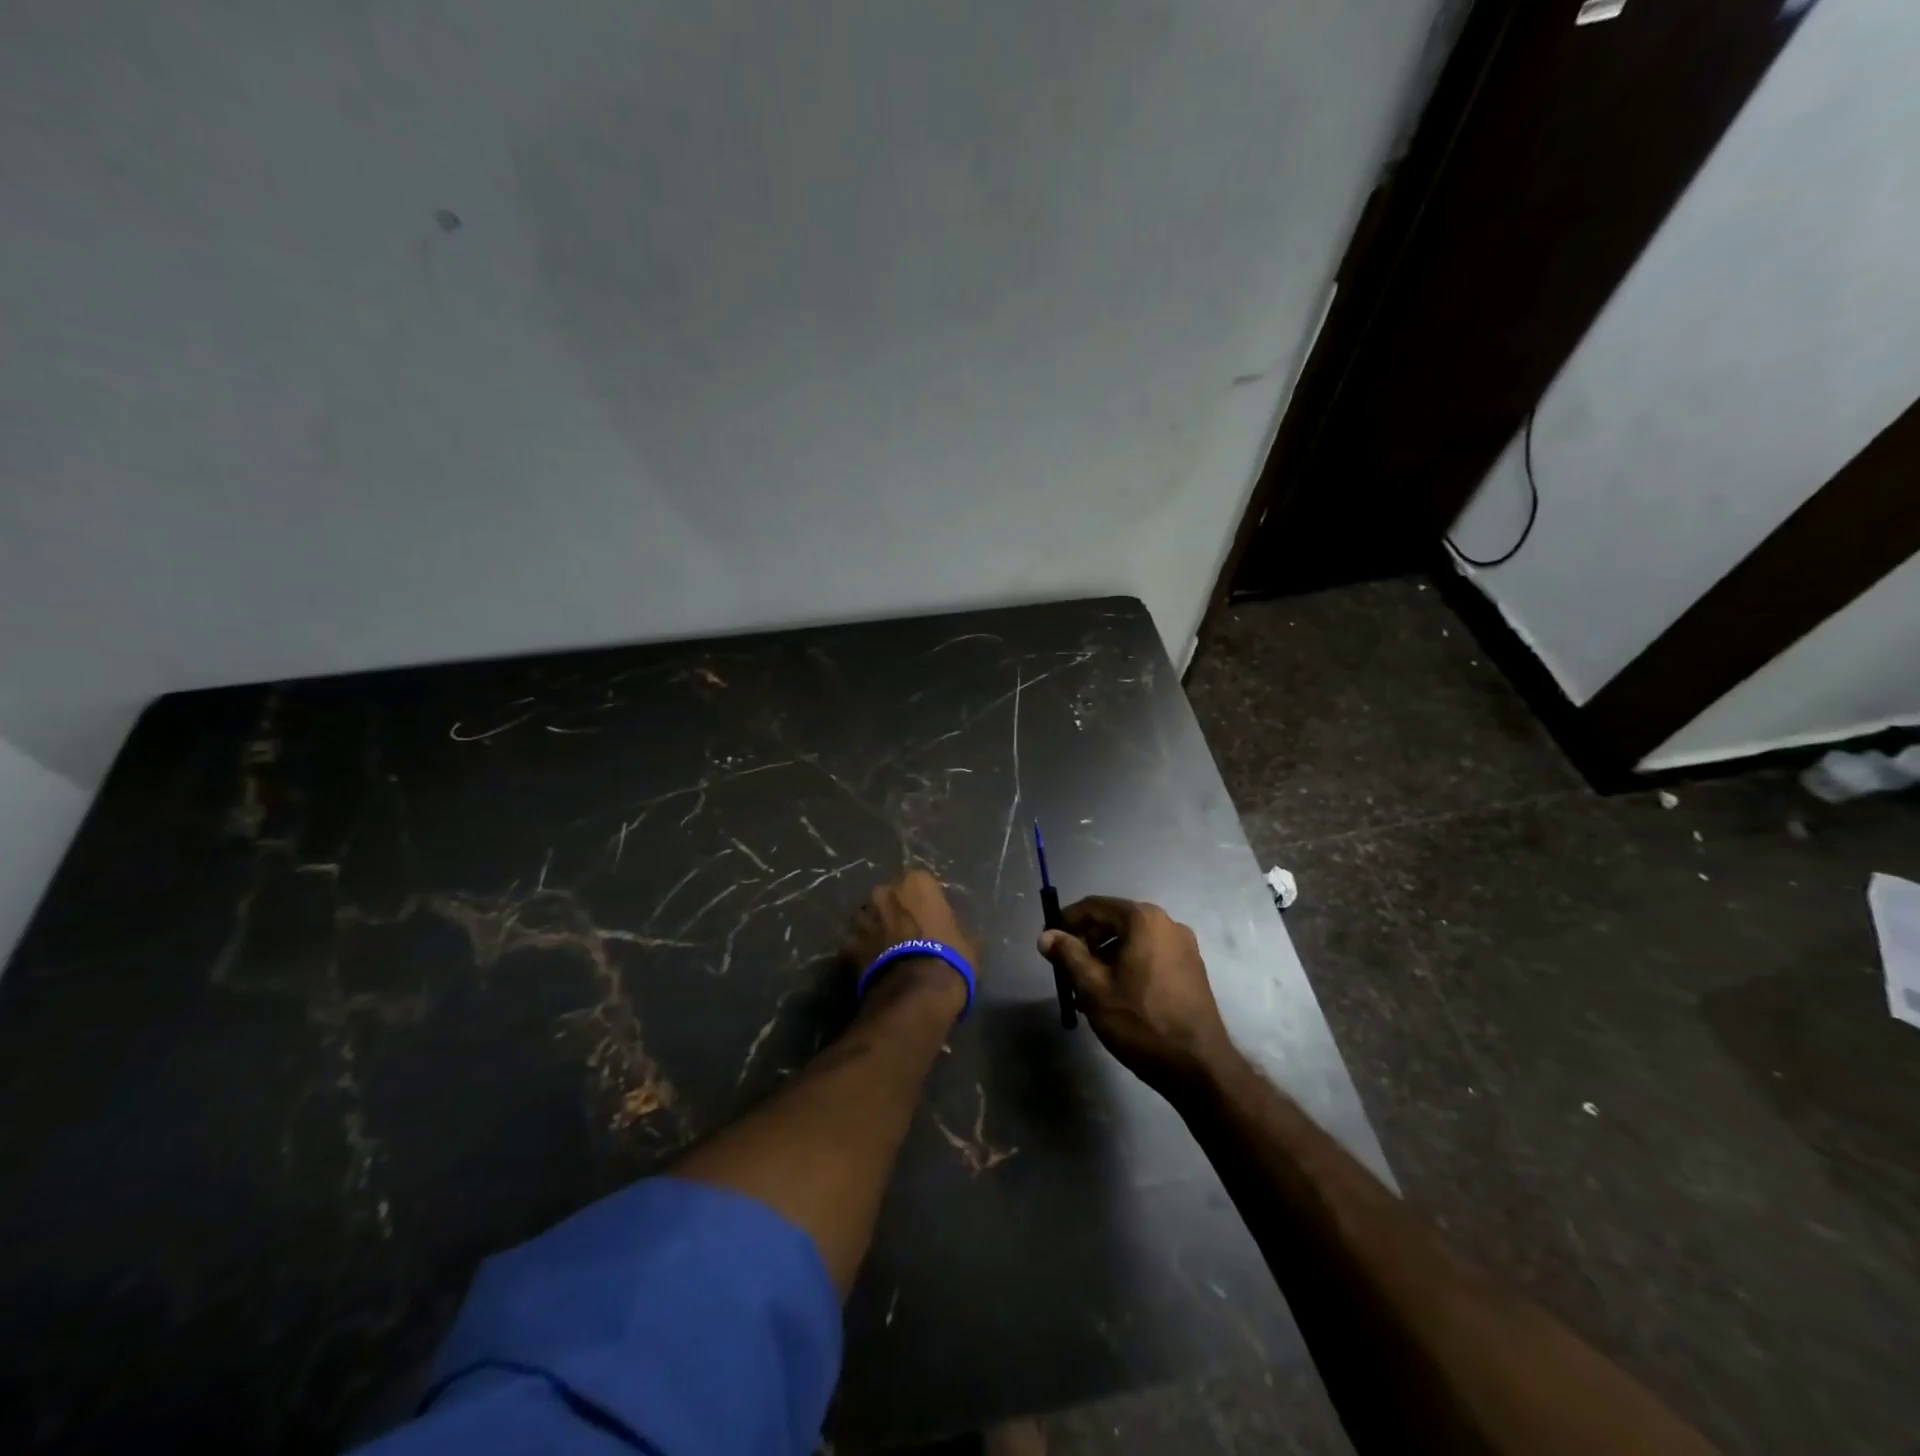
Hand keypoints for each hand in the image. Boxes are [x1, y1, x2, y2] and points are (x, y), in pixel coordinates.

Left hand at [842, 869, 979, 1006]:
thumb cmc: (949, 958)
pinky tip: (873, 969)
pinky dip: (861, 954)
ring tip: (886, 953)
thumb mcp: (967, 939)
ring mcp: (862, 917)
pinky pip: (855, 945)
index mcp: (916, 882)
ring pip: (867, 919)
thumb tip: (948, 929)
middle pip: (888, 898)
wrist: (917, 993)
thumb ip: (951, 924)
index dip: (923, 903)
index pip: (919, 884)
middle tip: (906, 935)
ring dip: (875, 930)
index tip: (928, 919)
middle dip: (894, 912)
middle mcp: (884, 892)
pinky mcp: (846, 945)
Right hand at [1039, 897, 1231, 1094]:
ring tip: (1086, 987)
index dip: (1066, 920)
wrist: (1198, 1067)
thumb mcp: (1093, 988)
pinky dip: (1127, 964)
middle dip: (1086, 940)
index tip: (1048, 941)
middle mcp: (1167, 923)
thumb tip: (1046, 936)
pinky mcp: (1191, 968)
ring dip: (1105, 955)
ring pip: (1132, 939)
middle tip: (1066, 967)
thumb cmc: (1140, 1021)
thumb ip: (1067, 955)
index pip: (1094, 906)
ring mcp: (1184, 946)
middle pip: (1115, 920)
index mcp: (1143, 919)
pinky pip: (1150, 954)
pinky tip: (1114, 994)